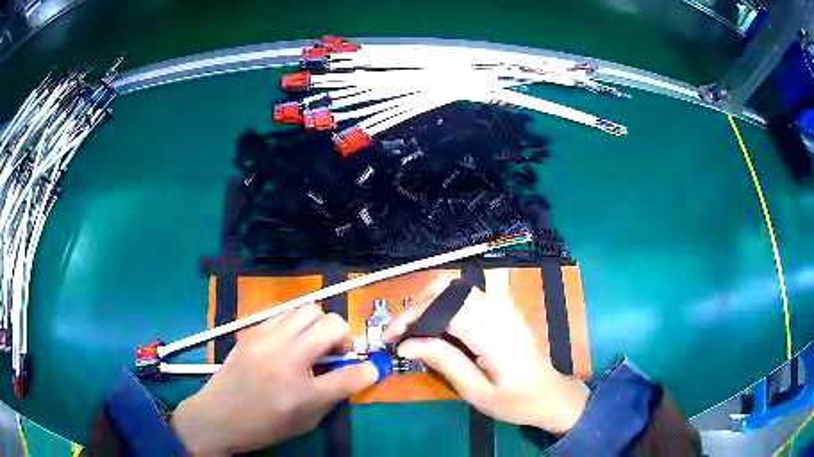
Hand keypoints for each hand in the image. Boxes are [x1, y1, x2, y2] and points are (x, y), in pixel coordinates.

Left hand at [171, 303, 378, 455]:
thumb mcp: (305, 423)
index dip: (369, 370)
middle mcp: (286, 360)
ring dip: (319, 325)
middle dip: (344, 336)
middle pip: (331, 324)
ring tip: (312, 343)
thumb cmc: (263, 427)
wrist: (218, 417)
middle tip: (335, 352)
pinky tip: (287, 342)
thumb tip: (352, 373)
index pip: (350, 375)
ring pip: (307, 309)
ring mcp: (265, 341)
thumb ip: (332, 397)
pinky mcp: (250, 333)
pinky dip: (294, 324)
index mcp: (302, 394)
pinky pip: (282, 314)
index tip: (372, 367)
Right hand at [384, 279, 589, 434]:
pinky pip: (467, 295)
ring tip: (412, 329)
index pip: (446, 308)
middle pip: (449, 288)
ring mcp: (503, 306)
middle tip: (399, 332)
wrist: (549, 394)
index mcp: (493, 334)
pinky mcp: (502, 309)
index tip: (391, 337)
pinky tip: (435, 326)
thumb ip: (444, 362)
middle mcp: (499, 311)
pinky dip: (443, 304)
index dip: (413, 317)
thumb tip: (406, 345)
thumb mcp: (476, 392)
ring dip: (428, 302)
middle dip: (416, 305)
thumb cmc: (514, 401)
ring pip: (456, 286)